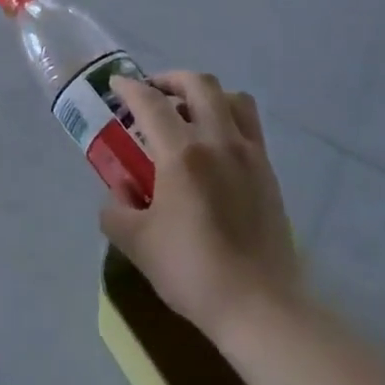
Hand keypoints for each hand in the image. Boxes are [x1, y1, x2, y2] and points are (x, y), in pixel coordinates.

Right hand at [102, 73, 301, 339]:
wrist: (259, 305)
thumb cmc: (193, 271)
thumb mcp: (137, 243)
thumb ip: (116, 210)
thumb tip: (118, 191)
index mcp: (182, 154)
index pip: (151, 103)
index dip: (130, 88)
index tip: (116, 84)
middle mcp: (218, 141)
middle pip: (198, 84)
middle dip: (170, 80)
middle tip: (153, 94)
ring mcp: (249, 153)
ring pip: (232, 98)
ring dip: (206, 94)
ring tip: (188, 113)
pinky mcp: (267, 171)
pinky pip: (249, 125)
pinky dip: (228, 117)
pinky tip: (214, 145)